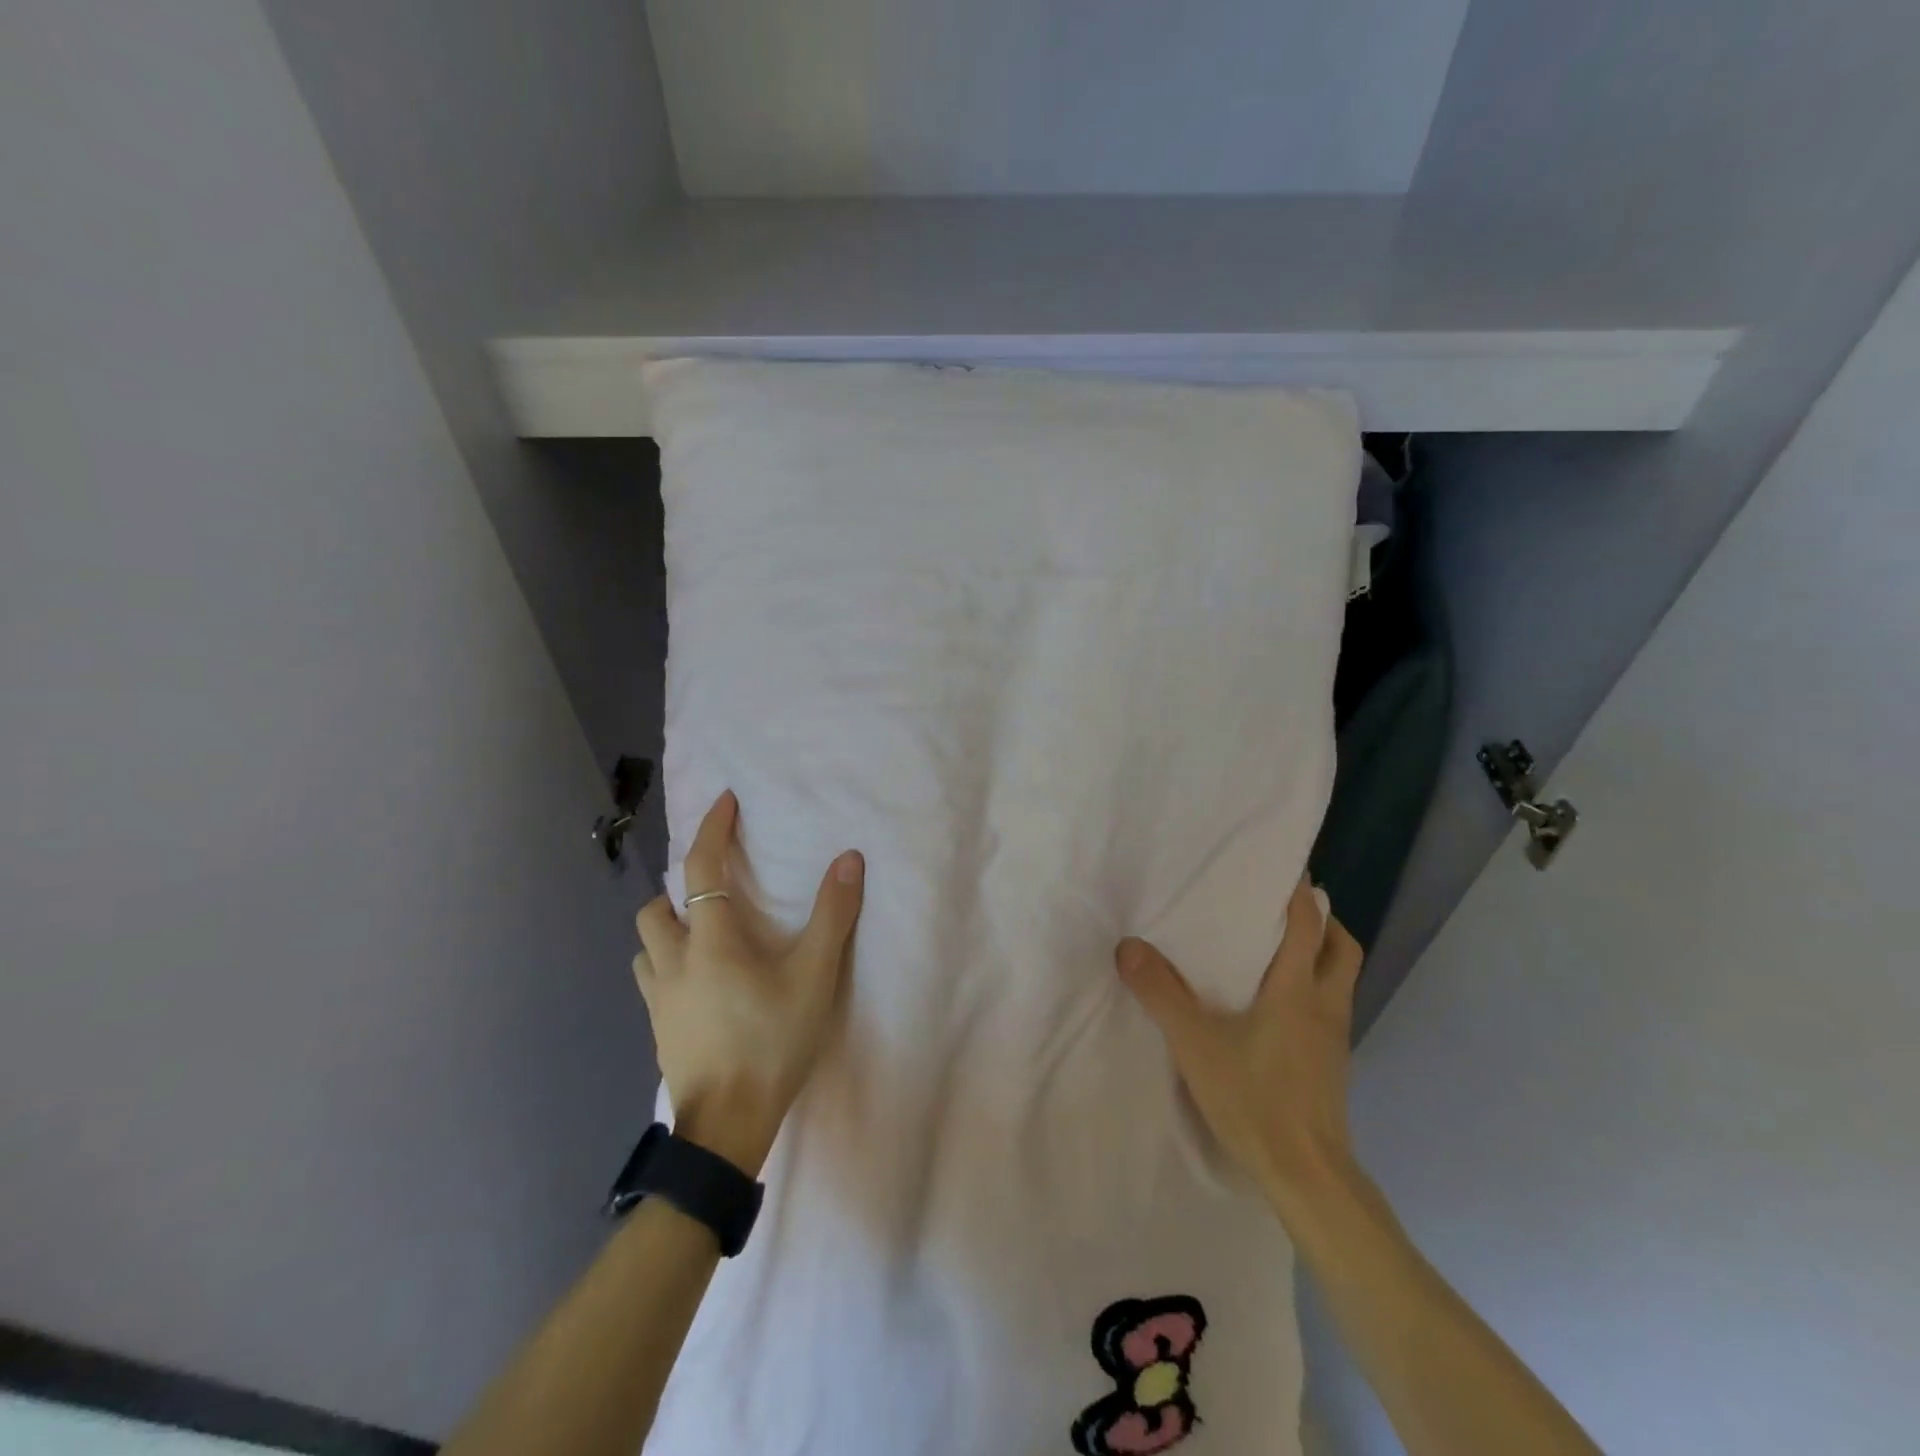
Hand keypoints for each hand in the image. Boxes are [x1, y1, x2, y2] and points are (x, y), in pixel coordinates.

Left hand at [634, 790, 864, 1176]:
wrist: (727, 1127)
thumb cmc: (772, 1043)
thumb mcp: (814, 977)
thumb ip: (832, 916)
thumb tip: (848, 859)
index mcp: (709, 941)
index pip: (701, 868)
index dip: (712, 829)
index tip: (724, 802)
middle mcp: (673, 963)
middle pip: (655, 909)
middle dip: (677, 889)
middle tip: (713, 891)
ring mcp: (658, 1002)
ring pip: (646, 948)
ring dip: (667, 930)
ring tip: (702, 936)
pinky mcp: (658, 1032)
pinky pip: (653, 983)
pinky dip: (669, 967)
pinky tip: (698, 986)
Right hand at [1116, 876, 1363, 1209]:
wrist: (1307, 1176)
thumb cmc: (1255, 1098)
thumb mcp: (1195, 1043)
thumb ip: (1160, 993)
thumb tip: (1128, 946)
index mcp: (1297, 990)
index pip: (1309, 926)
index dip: (1302, 893)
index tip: (1288, 868)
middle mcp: (1325, 1006)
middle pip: (1342, 949)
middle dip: (1324, 922)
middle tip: (1289, 910)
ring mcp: (1335, 1038)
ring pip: (1341, 980)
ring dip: (1322, 956)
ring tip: (1283, 951)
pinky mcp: (1332, 1065)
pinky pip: (1331, 1009)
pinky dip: (1315, 990)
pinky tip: (1280, 1008)